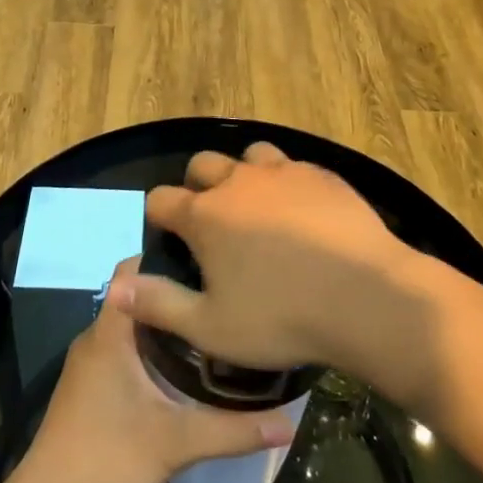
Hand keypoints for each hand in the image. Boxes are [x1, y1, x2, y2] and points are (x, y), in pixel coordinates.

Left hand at [17, 259, 295, 482]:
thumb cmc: (107, 457)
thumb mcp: (177, 442)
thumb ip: (233, 429)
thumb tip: (290, 421)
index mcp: (110, 331)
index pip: (133, 270)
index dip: (167, 257)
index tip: (209, 261)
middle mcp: (96, 337)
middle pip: (137, 298)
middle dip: (176, 294)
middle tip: (222, 298)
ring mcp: (90, 364)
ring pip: (132, 327)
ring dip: (165, 326)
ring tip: (212, 327)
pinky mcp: (90, 387)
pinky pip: (124, 351)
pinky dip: (152, 350)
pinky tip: (183, 370)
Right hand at [108, 142, 429, 376]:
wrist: (367, 298)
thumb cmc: (282, 318)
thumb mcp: (211, 326)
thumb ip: (158, 304)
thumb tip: (115, 288)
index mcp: (206, 215)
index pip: (161, 199)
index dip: (158, 215)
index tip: (166, 234)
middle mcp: (239, 182)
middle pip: (203, 164)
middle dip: (197, 185)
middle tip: (211, 221)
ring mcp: (284, 172)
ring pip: (250, 156)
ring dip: (244, 175)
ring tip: (256, 207)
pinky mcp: (323, 175)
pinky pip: (293, 166)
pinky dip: (286, 182)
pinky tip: (302, 211)